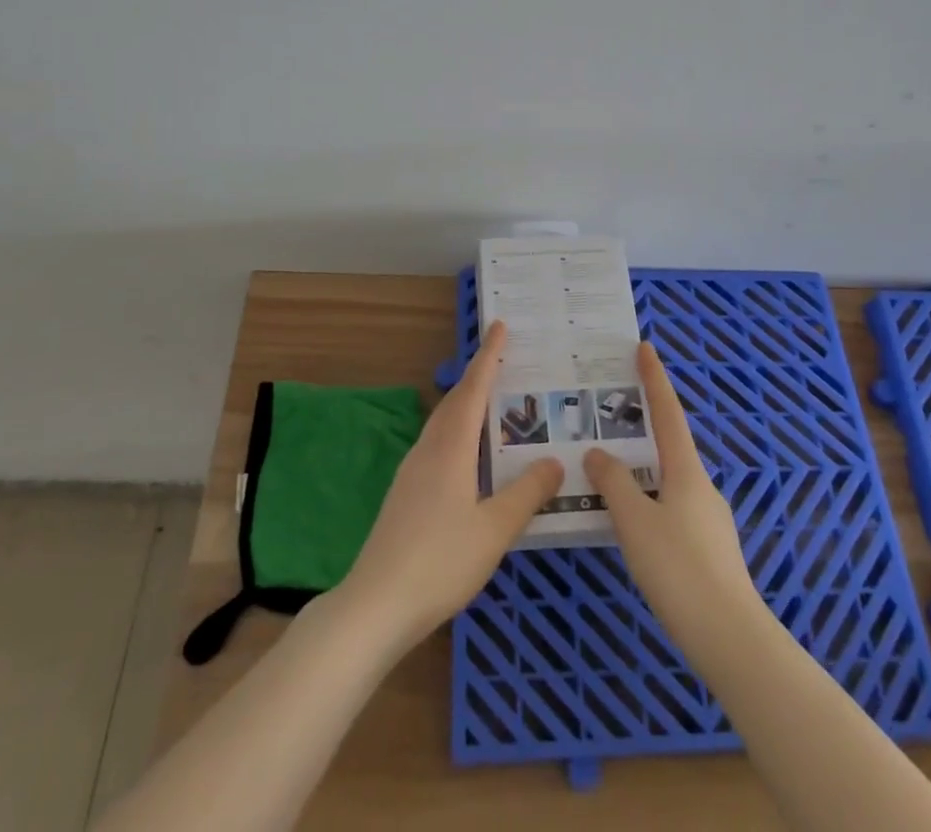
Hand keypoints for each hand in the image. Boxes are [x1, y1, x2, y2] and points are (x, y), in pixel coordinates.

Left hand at [338, 321, 563, 651]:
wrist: (375, 604)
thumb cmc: (440, 561)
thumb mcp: (494, 529)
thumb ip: (527, 493)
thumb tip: (555, 460)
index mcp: (451, 449)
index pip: (473, 390)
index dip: (488, 357)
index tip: (499, 326)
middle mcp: (429, 450)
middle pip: (455, 401)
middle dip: (478, 376)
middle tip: (502, 359)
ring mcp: (412, 471)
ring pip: (443, 423)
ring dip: (466, 404)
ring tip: (491, 402)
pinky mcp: (405, 493)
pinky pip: (437, 444)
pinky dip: (457, 431)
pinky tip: (468, 455)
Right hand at [585, 343, 762, 647]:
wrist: (731, 638)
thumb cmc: (679, 569)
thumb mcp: (636, 522)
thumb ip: (615, 483)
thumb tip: (599, 452)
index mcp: (686, 471)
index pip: (668, 412)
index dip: (655, 379)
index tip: (645, 347)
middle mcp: (701, 487)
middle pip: (670, 445)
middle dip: (643, 426)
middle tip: (610, 414)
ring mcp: (709, 519)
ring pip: (669, 480)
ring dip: (643, 468)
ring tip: (609, 471)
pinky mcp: (708, 550)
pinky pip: (672, 508)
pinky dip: (649, 500)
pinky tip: (631, 522)